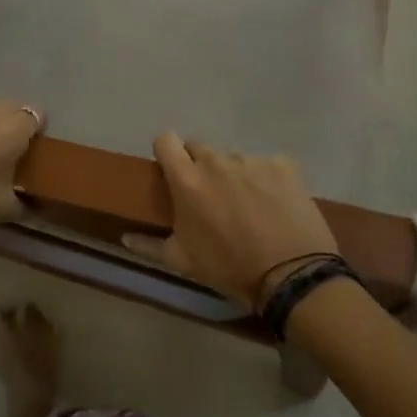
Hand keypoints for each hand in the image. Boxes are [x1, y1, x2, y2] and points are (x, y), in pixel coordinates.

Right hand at [126, 132, 337, 309]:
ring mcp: (252, 160)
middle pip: (199, 148)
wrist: (292, 276)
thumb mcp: (183, 261)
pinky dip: (267, 180)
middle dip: (200, 166)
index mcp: (187, 179)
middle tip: (210, 196)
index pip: (166, 140)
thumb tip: (124, 238)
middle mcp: (216, 161)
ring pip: (234, 158)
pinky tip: (275, 204)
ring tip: (247, 204)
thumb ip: (149, 245)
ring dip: (234, 174)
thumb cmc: (229, 268)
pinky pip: (268, 165)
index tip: (172, 170)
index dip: (167, 152)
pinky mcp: (284, 166)